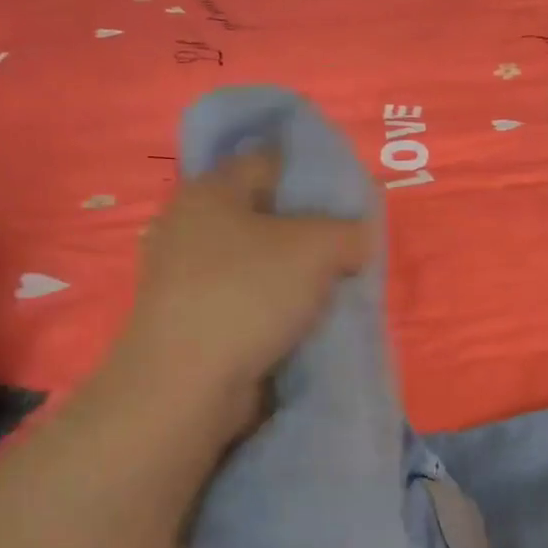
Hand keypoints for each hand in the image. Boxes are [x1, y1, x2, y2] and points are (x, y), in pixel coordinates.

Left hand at [111, 148, 371, 430]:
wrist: (187, 384)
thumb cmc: (248, 295)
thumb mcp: (316, 248)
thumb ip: (349, 231)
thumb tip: (361, 236)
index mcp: (210, 191)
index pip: (270, 162)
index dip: (314, 174)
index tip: (352, 199)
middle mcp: (191, 226)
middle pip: (266, 215)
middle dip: (311, 232)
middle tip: (351, 247)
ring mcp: (186, 277)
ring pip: (259, 262)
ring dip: (296, 275)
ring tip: (337, 288)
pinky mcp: (192, 319)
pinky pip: (248, 299)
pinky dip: (277, 306)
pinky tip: (307, 320)